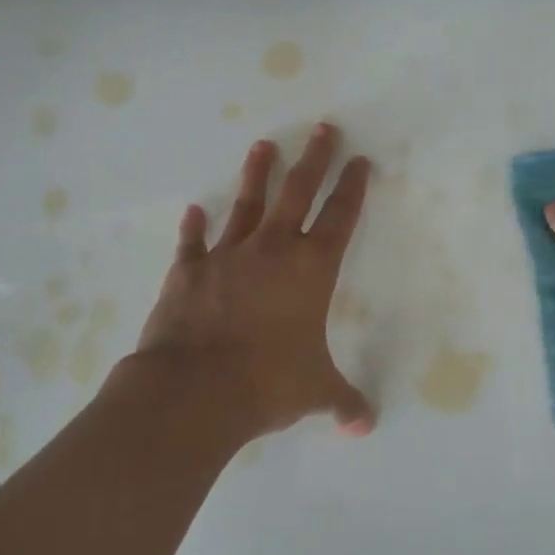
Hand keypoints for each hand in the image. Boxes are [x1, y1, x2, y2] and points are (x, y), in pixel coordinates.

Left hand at [133, 122, 375, 439]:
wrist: (193, 390)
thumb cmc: (266, 383)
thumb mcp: (314, 393)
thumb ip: (342, 401)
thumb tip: (365, 427)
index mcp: (311, 270)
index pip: (340, 217)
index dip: (352, 187)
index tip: (360, 160)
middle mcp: (273, 250)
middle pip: (298, 192)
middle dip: (314, 158)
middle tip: (323, 127)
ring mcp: (228, 256)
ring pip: (247, 205)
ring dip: (256, 175)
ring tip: (263, 145)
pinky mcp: (189, 272)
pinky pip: (193, 243)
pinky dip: (193, 227)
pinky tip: (192, 210)